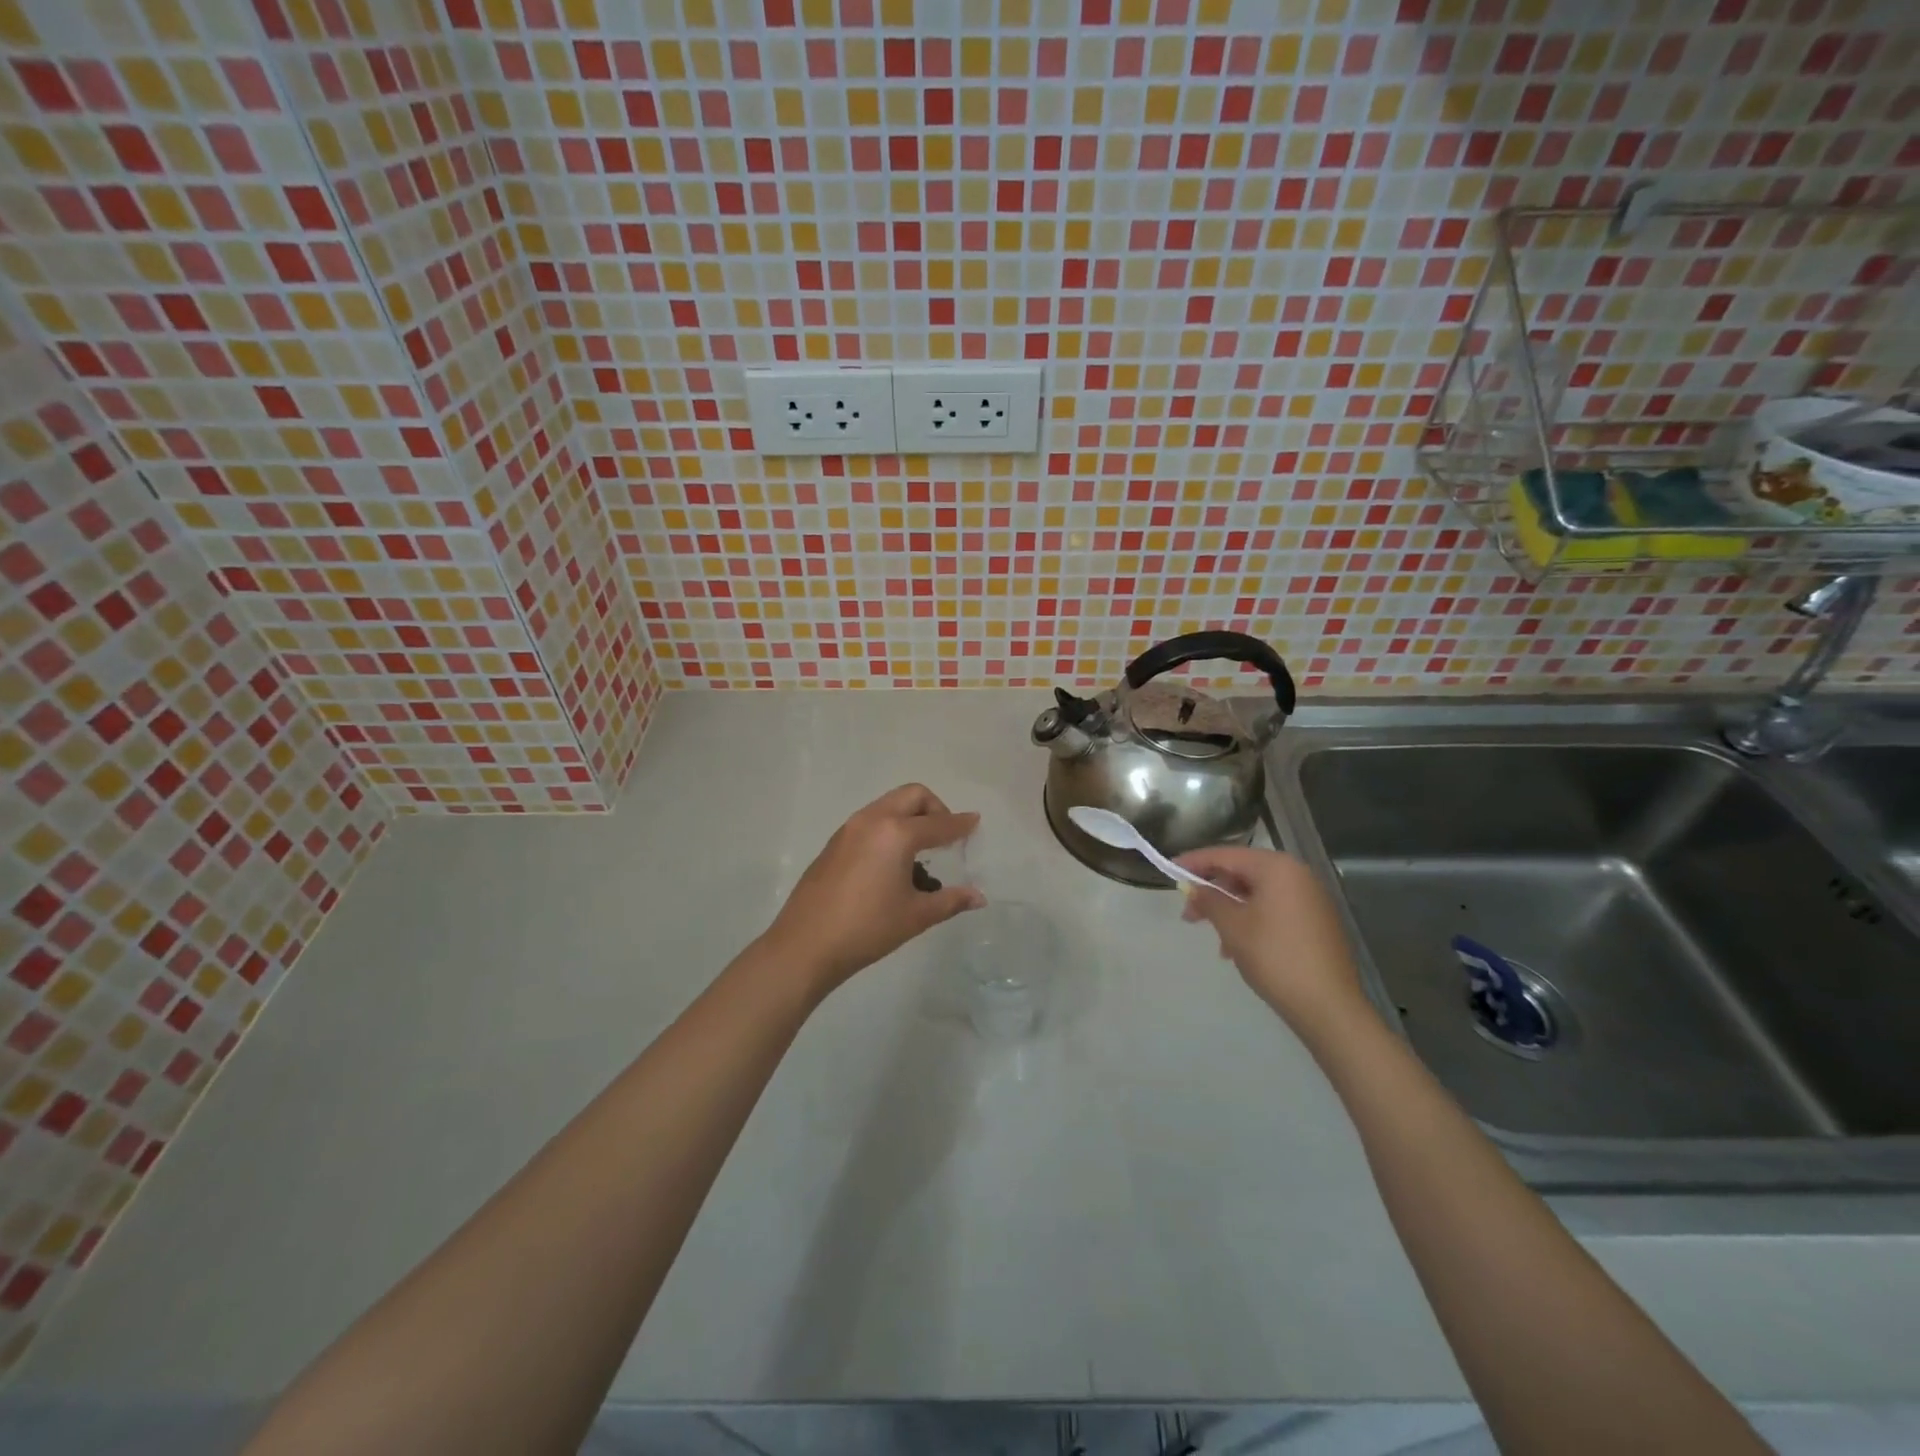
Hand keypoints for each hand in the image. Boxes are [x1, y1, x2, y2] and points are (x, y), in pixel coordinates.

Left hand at [762, 784, 983, 998]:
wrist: (805, 945)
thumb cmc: (867, 929)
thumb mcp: (916, 915)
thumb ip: (950, 900)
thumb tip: (978, 897)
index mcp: (897, 833)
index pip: (939, 823)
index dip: (961, 824)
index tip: (975, 822)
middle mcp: (873, 820)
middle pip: (912, 795)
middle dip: (935, 808)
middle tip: (946, 836)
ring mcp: (849, 829)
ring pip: (888, 804)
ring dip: (910, 816)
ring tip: (920, 851)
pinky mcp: (834, 842)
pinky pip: (871, 820)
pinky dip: (889, 827)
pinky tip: (891, 862)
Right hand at [1173, 845, 1369, 1031]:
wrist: (1328, 1006)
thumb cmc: (1274, 957)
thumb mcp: (1232, 926)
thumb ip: (1209, 900)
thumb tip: (1194, 888)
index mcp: (1278, 868)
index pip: (1227, 855)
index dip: (1195, 862)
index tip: (1169, 870)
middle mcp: (1298, 875)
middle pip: (1244, 873)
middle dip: (1213, 892)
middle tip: (1188, 913)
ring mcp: (1311, 899)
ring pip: (1258, 894)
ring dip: (1231, 911)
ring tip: (1215, 940)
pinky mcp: (1317, 923)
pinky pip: (1275, 910)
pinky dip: (1252, 921)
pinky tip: (1238, 949)